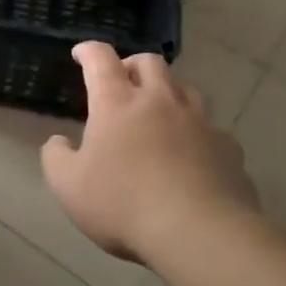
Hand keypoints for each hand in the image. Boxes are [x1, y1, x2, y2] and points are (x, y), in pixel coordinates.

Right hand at [42, 42, 256, 263]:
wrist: (201, 234)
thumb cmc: (123, 204)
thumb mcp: (68, 186)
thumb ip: (57, 157)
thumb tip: (59, 142)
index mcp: (117, 103)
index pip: (101, 59)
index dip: (89, 51)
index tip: (81, 53)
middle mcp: (160, 101)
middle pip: (150, 63)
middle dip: (132, 64)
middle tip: (122, 80)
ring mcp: (199, 123)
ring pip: (185, 89)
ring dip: (168, 92)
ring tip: (159, 112)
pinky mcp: (228, 149)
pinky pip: (211, 129)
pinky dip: (196, 132)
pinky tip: (191, 154)